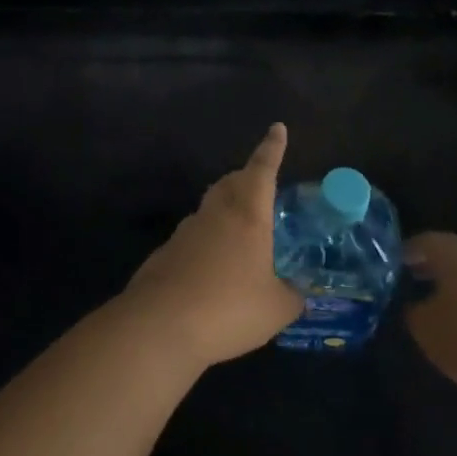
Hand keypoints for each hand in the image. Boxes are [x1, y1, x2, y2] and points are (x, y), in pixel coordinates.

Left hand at [119, 124, 302, 369]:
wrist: (159, 327)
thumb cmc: (228, 308)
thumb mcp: (276, 309)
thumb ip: (292, 296)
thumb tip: (297, 294)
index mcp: (247, 216)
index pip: (262, 170)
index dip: (272, 149)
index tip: (277, 128)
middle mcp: (215, 215)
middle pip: (231, 182)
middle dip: (247, 178)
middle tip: (261, 187)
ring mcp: (185, 232)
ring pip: (209, 208)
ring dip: (225, 211)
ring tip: (241, 235)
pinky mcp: (164, 255)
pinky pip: (192, 238)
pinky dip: (206, 244)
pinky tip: (212, 272)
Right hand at [404, 232, 456, 399]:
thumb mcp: (428, 330)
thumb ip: (416, 314)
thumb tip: (417, 306)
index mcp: (456, 254)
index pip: (426, 242)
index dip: (409, 252)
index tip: (395, 263)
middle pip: (455, 256)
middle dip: (436, 269)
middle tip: (415, 282)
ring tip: (444, 309)